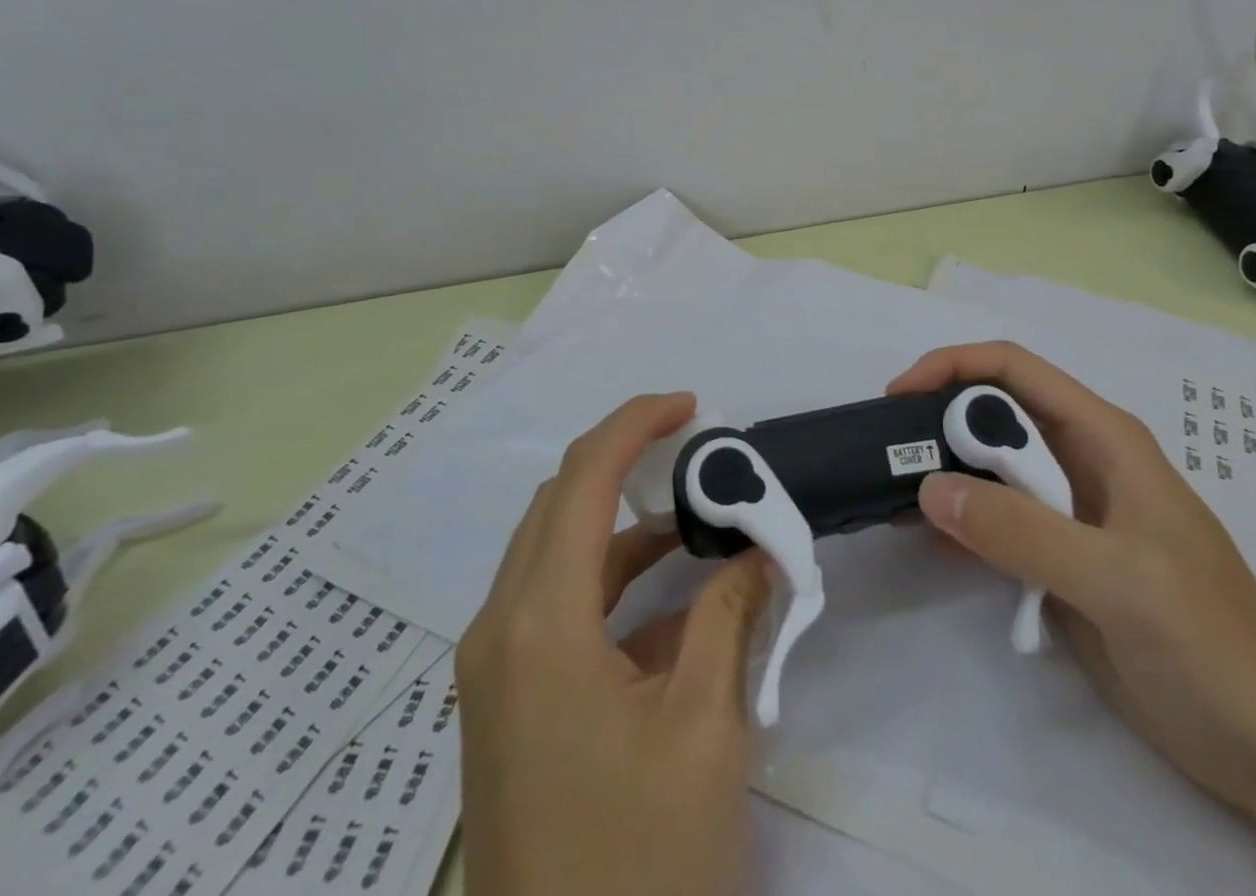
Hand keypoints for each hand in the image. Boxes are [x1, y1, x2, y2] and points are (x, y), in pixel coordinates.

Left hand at [457, 392, 771, 895]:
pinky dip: (610, 581)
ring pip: (555, 553)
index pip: (582, 478)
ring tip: (695, 514)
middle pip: (559, 505)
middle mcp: (499, 629)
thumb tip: (762, 551)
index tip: (692, 406)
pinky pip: (555, 607)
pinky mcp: (505, 702)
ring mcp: (493, 669)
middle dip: (626, 464)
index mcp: (538, 623)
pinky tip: (670, 598)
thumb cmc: (640, 865)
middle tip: (696, 453)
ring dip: (621, 524)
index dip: (636, 424)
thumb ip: (731, 618)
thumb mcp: (705, 730)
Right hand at [891, 343, 1255, 895]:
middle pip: (993, 415)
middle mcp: (1079, 463)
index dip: (952, 367)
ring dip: (939, 473)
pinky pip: (993, 524)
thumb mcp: (1122, 582)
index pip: (1014, 371)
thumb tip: (928, 488)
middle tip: (883, 452)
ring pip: (987, 469)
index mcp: (1103, 439)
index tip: (899, 396)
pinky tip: (922, 537)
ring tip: (888, 493)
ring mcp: (1067, 515)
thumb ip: (1025, 533)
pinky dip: (955, 522)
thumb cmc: (1216, 646)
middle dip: (936, 420)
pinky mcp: (1057, 563)